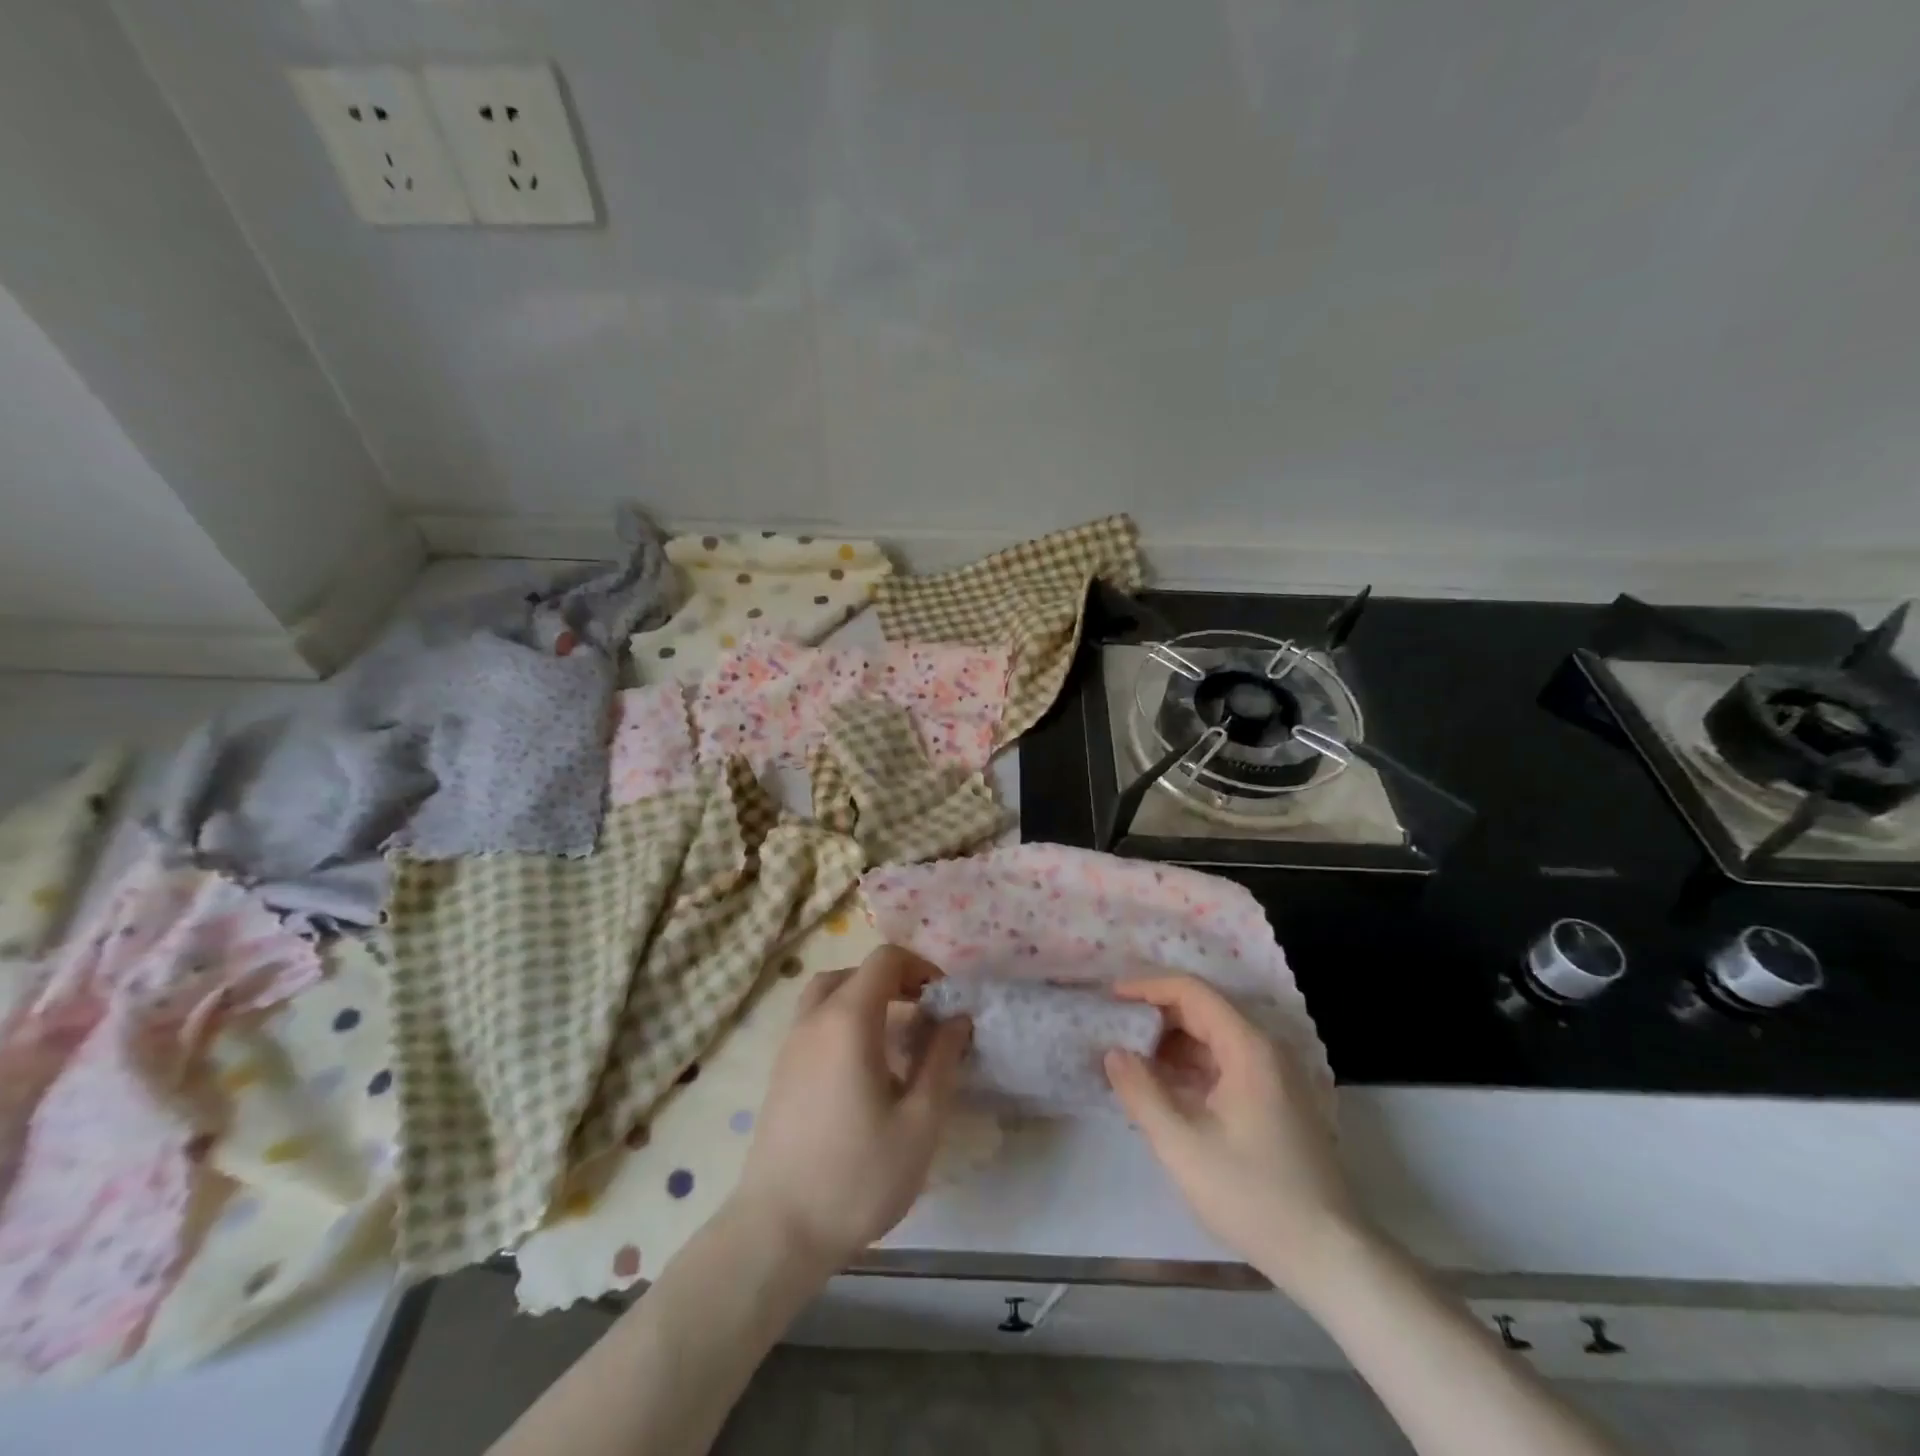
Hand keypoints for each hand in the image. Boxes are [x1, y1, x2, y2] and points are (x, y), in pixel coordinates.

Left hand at [731, 945, 970, 1274]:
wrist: (777, 1231)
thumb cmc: (857, 1175)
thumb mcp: (920, 1121)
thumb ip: (942, 1060)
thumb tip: (958, 1018)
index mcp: (848, 1020)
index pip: (885, 960)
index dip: (920, 967)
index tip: (944, 1000)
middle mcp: (814, 1020)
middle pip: (855, 972)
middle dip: (895, 981)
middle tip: (923, 1013)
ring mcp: (791, 1045)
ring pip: (829, 995)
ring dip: (866, 999)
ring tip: (896, 1037)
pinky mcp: (780, 1072)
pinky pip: (815, 1022)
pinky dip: (843, 1021)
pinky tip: (865, 1069)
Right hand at [1105, 975, 1357, 1299]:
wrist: (1328, 1256)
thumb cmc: (1253, 1195)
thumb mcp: (1182, 1145)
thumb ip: (1141, 1092)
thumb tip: (1113, 1053)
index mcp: (1248, 1047)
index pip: (1191, 991)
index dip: (1147, 987)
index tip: (1110, 997)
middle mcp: (1266, 1049)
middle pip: (1203, 1010)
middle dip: (1155, 1015)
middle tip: (1113, 1029)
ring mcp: (1275, 1074)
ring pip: (1213, 1038)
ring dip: (1171, 1043)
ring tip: (1129, 1058)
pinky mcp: (1276, 1100)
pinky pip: (1225, 1064)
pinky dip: (1190, 1067)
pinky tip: (1162, 1087)